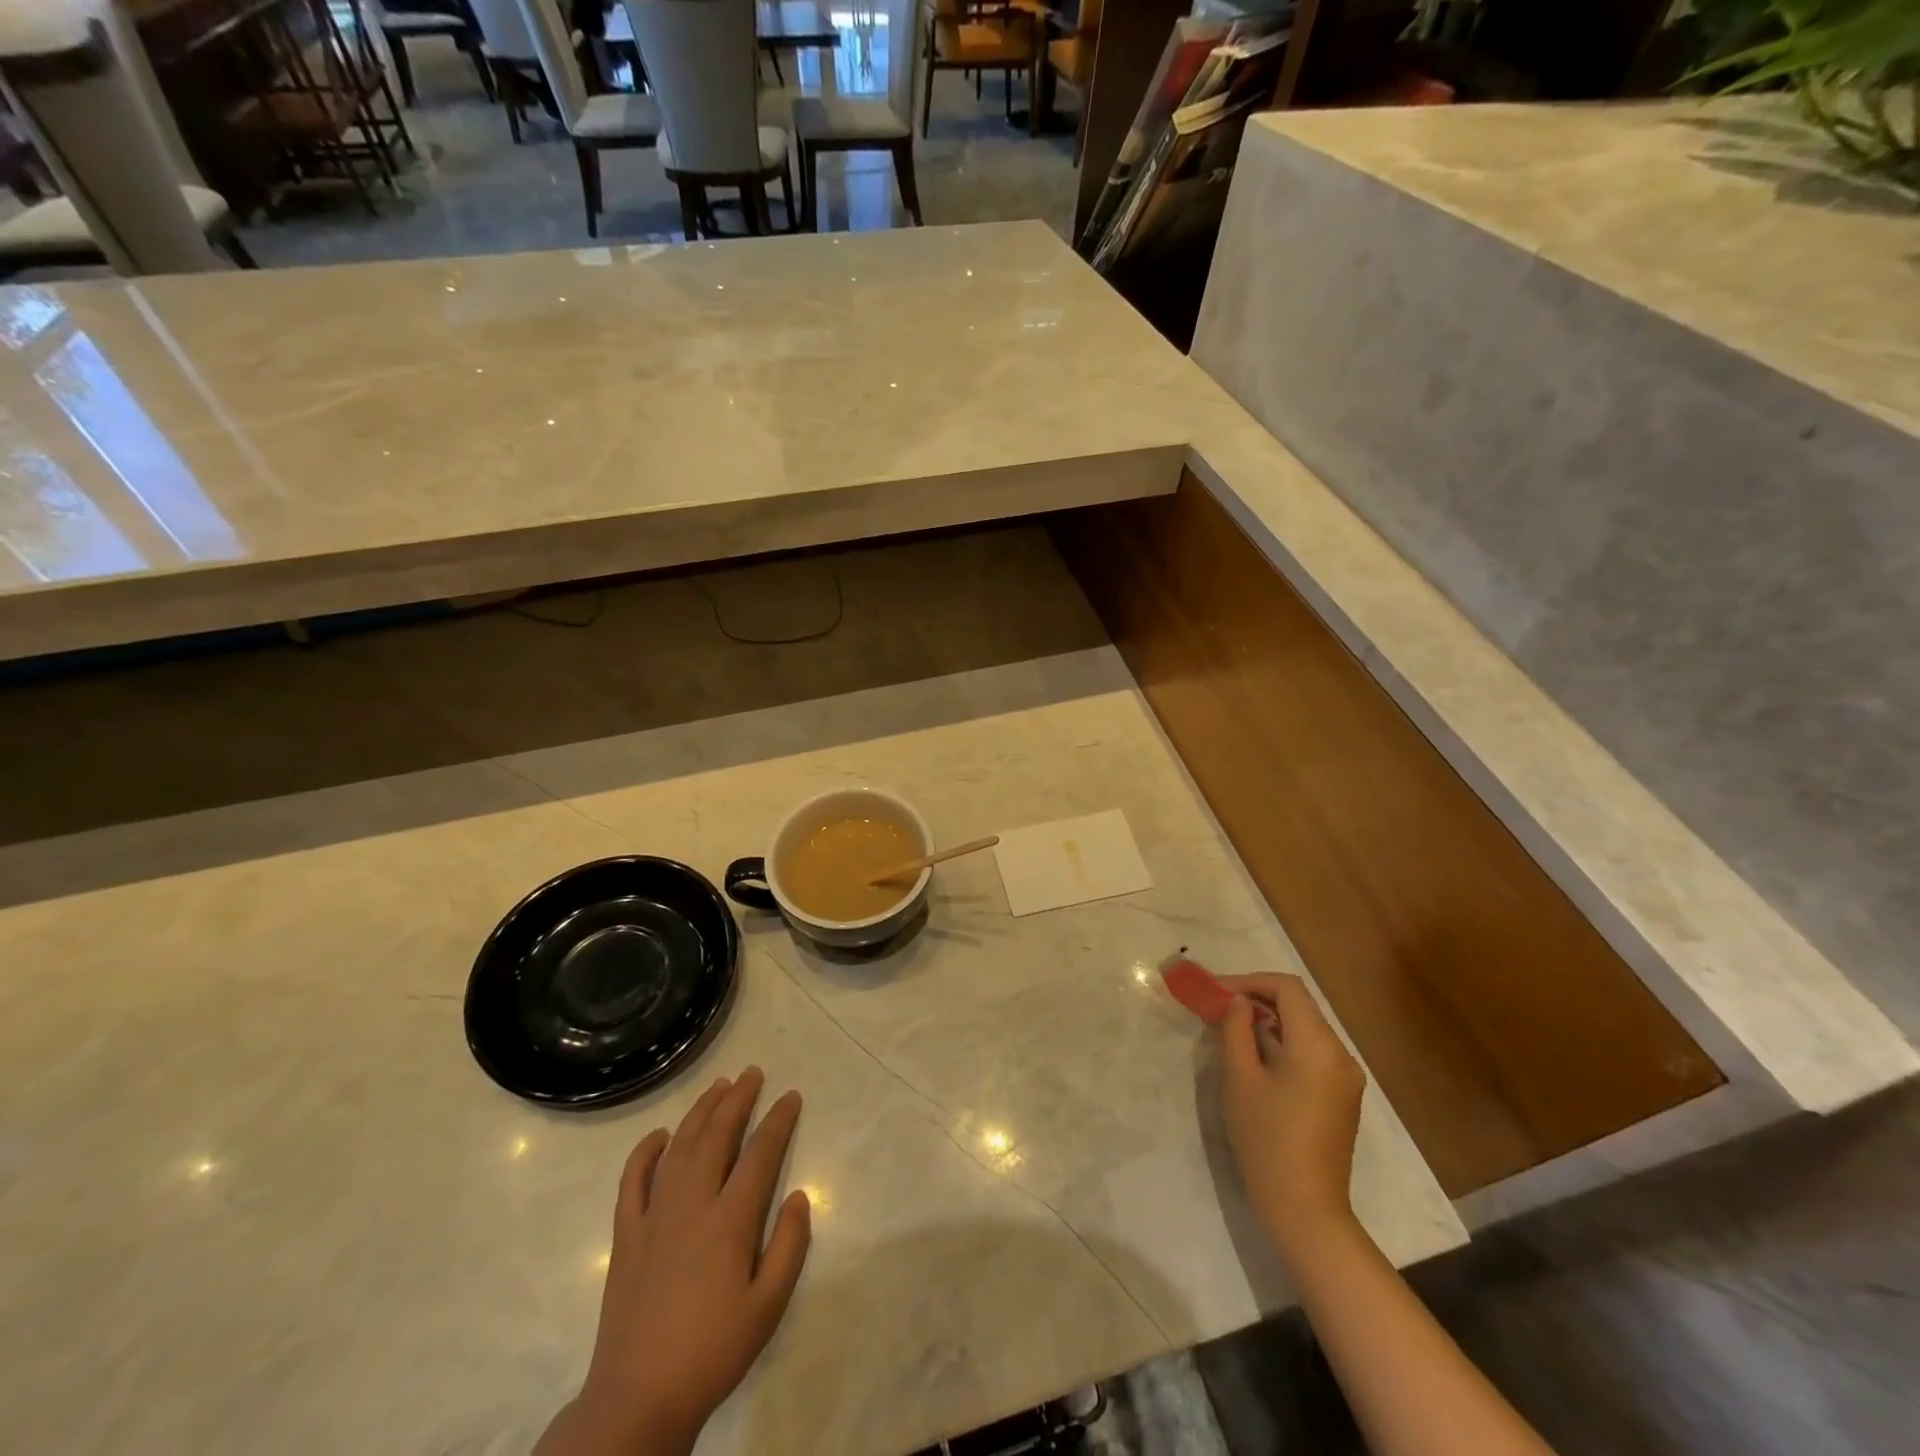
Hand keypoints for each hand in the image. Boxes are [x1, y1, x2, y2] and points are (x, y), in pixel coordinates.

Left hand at [538, 1069, 811, 1455]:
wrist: (638, 1399)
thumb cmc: (712, 1352)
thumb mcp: (768, 1307)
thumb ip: (789, 1247)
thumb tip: (800, 1196)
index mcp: (729, 1221)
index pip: (760, 1153)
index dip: (778, 1120)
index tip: (791, 1096)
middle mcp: (692, 1205)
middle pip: (717, 1136)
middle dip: (738, 1099)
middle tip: (753, 1073)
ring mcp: (654, 1216)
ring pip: (679, 1147)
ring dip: (700, 1112)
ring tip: (718, 1086)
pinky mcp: (626, 1235)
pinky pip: (632, 1181)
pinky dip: (644, 1152)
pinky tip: (658, 1135)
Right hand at [1217, 974, 1366, 1267]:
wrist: (1306, 1210)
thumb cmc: (1267, 1140)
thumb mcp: (1241, 1079)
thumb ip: (1237, 1030)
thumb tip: (1238, 1003)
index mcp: (1319, 1045)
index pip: (1287, 988)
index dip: (1249, 981)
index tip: (1217, 993)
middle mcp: (1341, 1054)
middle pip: (1299, 1005)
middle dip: (1257, 998)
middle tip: (1218, 1006)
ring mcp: (1346, 1077)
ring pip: (1306, 1028)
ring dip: (1269, 1019)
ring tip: (1231, 1028)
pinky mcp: (1342, 1096)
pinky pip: (1313, 1052)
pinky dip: (1284, 1042)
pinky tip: (1257, 1056)